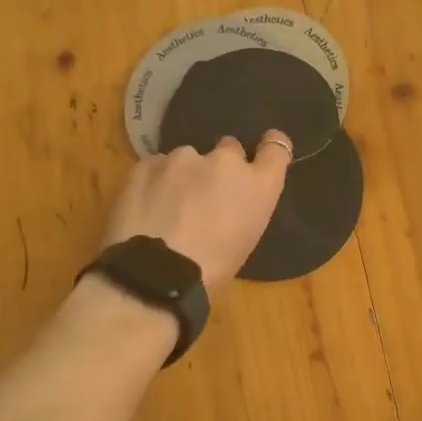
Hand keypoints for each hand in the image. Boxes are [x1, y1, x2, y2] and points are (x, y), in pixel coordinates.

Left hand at [102, 131, 291, 291]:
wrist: (157, 275)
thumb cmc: (211, 271)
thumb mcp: (244, 240)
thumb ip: (243, 206)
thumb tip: (227, 200)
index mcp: (258, 185)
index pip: (276, 149)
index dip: (270, 145)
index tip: (263, 149)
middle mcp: (225, 161)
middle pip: (229, 148)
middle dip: (220, 167)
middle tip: (205, 196)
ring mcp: (184, 157)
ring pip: (187, 158)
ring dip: (183, 175)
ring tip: (167, 207)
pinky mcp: (148, 163)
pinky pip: (155, 167)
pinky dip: (153, 182)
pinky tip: (145, 208)